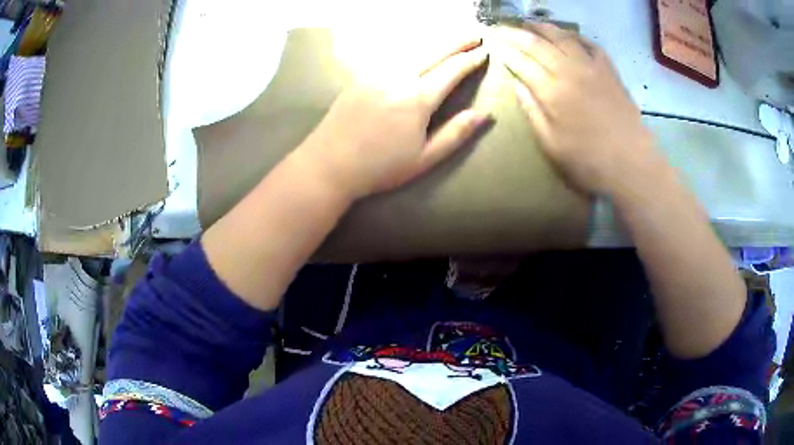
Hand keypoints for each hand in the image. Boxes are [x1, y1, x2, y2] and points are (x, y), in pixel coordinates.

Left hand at [297, 37, 489, 199]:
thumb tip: (484, 114)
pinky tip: (418, 47)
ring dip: (436, 40)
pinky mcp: (362, 74)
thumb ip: (456, 134)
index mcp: (417, 99)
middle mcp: (398, 77)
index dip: (471, 60)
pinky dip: (412, 45)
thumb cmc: (380, 167)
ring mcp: (377, 72)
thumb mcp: (424, 158)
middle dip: (458, 41)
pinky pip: (393, 52)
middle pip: (434, 50)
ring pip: (413, 47)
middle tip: (476, 34)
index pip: (452, 70)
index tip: (485, 52)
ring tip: (452, 37)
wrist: (329, 163)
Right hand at [498, 24, 669, 199]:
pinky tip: (569, 35)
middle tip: (503, 27)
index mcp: (551, 91)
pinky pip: (591, 45)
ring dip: (544, 27)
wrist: (631, 163)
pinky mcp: (610, 71)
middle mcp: (569, 71)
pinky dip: (577, 36)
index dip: (506, 50)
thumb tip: (517, 84)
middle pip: (538, 44)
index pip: (521, 62)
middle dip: (517, 33)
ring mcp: (592, 68)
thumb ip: (532, 111)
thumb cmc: (588, 161)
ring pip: (563, 37)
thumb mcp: (551, 144)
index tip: (494, 41)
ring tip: (530, 23)